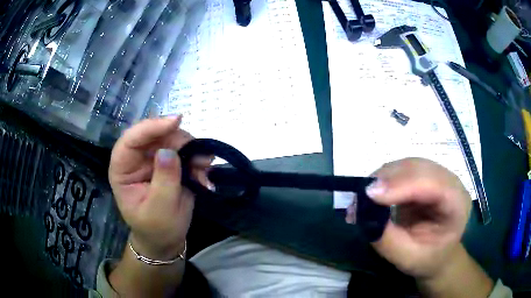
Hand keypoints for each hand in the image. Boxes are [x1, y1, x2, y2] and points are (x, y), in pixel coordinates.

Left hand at [109, 116, 207, 259]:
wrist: (167, 240)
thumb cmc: (157, 229)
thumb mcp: (160, 210)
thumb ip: (164, 181)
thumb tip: (169, 152)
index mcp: (123, 170)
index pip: (130, 140)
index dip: (150, 127)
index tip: (176, 122)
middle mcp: (136, 159)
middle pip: (155, 135)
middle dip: (179, 141)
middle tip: (201, 155)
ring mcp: (153, 159)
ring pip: (172, 138)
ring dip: (192, 149)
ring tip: (205, 167)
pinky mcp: (169, 163)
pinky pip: (184, 150)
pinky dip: (197, 156)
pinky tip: (204, 170)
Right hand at [355, 158, 471, 279]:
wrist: (438, 254)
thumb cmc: (427, 259)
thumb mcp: (408, 258)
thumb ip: (388, 239)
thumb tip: (362, 212)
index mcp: (457, 204)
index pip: (433, 184)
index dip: (402, 184)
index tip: (370, 195)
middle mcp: (450, 182)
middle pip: (419, 168)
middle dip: (388, 178)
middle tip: (361, 196)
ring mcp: (438, 176)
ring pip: (408, 164)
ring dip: (383, 177)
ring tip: (363, 197)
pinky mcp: (424, 176)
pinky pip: (402, 169)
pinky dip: (384, 179)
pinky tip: (373, 193)